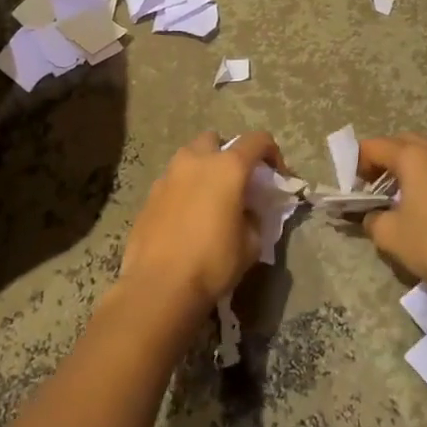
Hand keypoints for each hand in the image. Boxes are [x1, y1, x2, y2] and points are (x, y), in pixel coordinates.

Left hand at [119, 130, 282, 312]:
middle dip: (227, 154)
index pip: (257, 140)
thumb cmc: (213, 262)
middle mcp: (195, 161)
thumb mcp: (251, 244)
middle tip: (236, 182)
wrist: (159, 287)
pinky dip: (183, 190)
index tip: (277, 176)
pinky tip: (186, 218)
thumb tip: (247, 213)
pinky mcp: (149, 195)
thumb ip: (254, 218)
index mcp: (227, 167)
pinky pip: (172, 181)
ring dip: (202, 170)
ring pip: (189, 158)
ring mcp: (168, 176)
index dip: (272, 153)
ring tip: (209, 200)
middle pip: (215, 140)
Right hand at [357, 133, 426, 296]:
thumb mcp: (390, 234)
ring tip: (395, 198)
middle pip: (401, 144)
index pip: (374, 146)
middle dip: (382, 160)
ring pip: (425, 156)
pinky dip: (425, 180)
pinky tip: (421, 208)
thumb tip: (371, 216)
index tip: (352, 190)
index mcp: (414, 156)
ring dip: (405, 169)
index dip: (357, 164)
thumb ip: (372, 218)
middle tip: (371, 187)